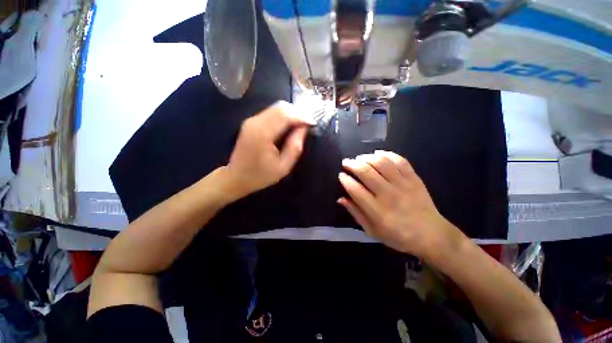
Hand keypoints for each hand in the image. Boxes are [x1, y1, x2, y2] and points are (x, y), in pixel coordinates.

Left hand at [223, 101, 314, 199]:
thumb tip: (304, 128)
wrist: (236, 178)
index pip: (285, 115)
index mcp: (262, 134)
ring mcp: (251, 120)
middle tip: (308, 123)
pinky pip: (271, 112)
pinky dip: (283, 116)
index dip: (302, 116)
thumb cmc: (261, 176)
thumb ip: (295, 146)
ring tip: (301, 125)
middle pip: (281, 107)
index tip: (313, 123)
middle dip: (298, 112)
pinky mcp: (251, 122)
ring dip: (291, 113)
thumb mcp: (283, 167)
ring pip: (276, 107)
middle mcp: (255, 122)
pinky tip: (289, 126)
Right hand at [338, 150, 458, 256]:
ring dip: (367, 157)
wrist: (431, 235)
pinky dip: (387, 154)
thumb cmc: (398, 236)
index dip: (345, 179)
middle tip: (346, 162)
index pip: (355, 189)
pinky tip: (378, 153)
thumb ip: (356, 213)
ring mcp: (403, 185)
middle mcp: (388, 195)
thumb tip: (341, 199)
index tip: (341, 175)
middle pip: (366, 172)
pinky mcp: (414, 179)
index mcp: (377, 210)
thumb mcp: (372, 231)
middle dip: (352, 164)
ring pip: (381, 163)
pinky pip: (400, 161)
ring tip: (359, 158)